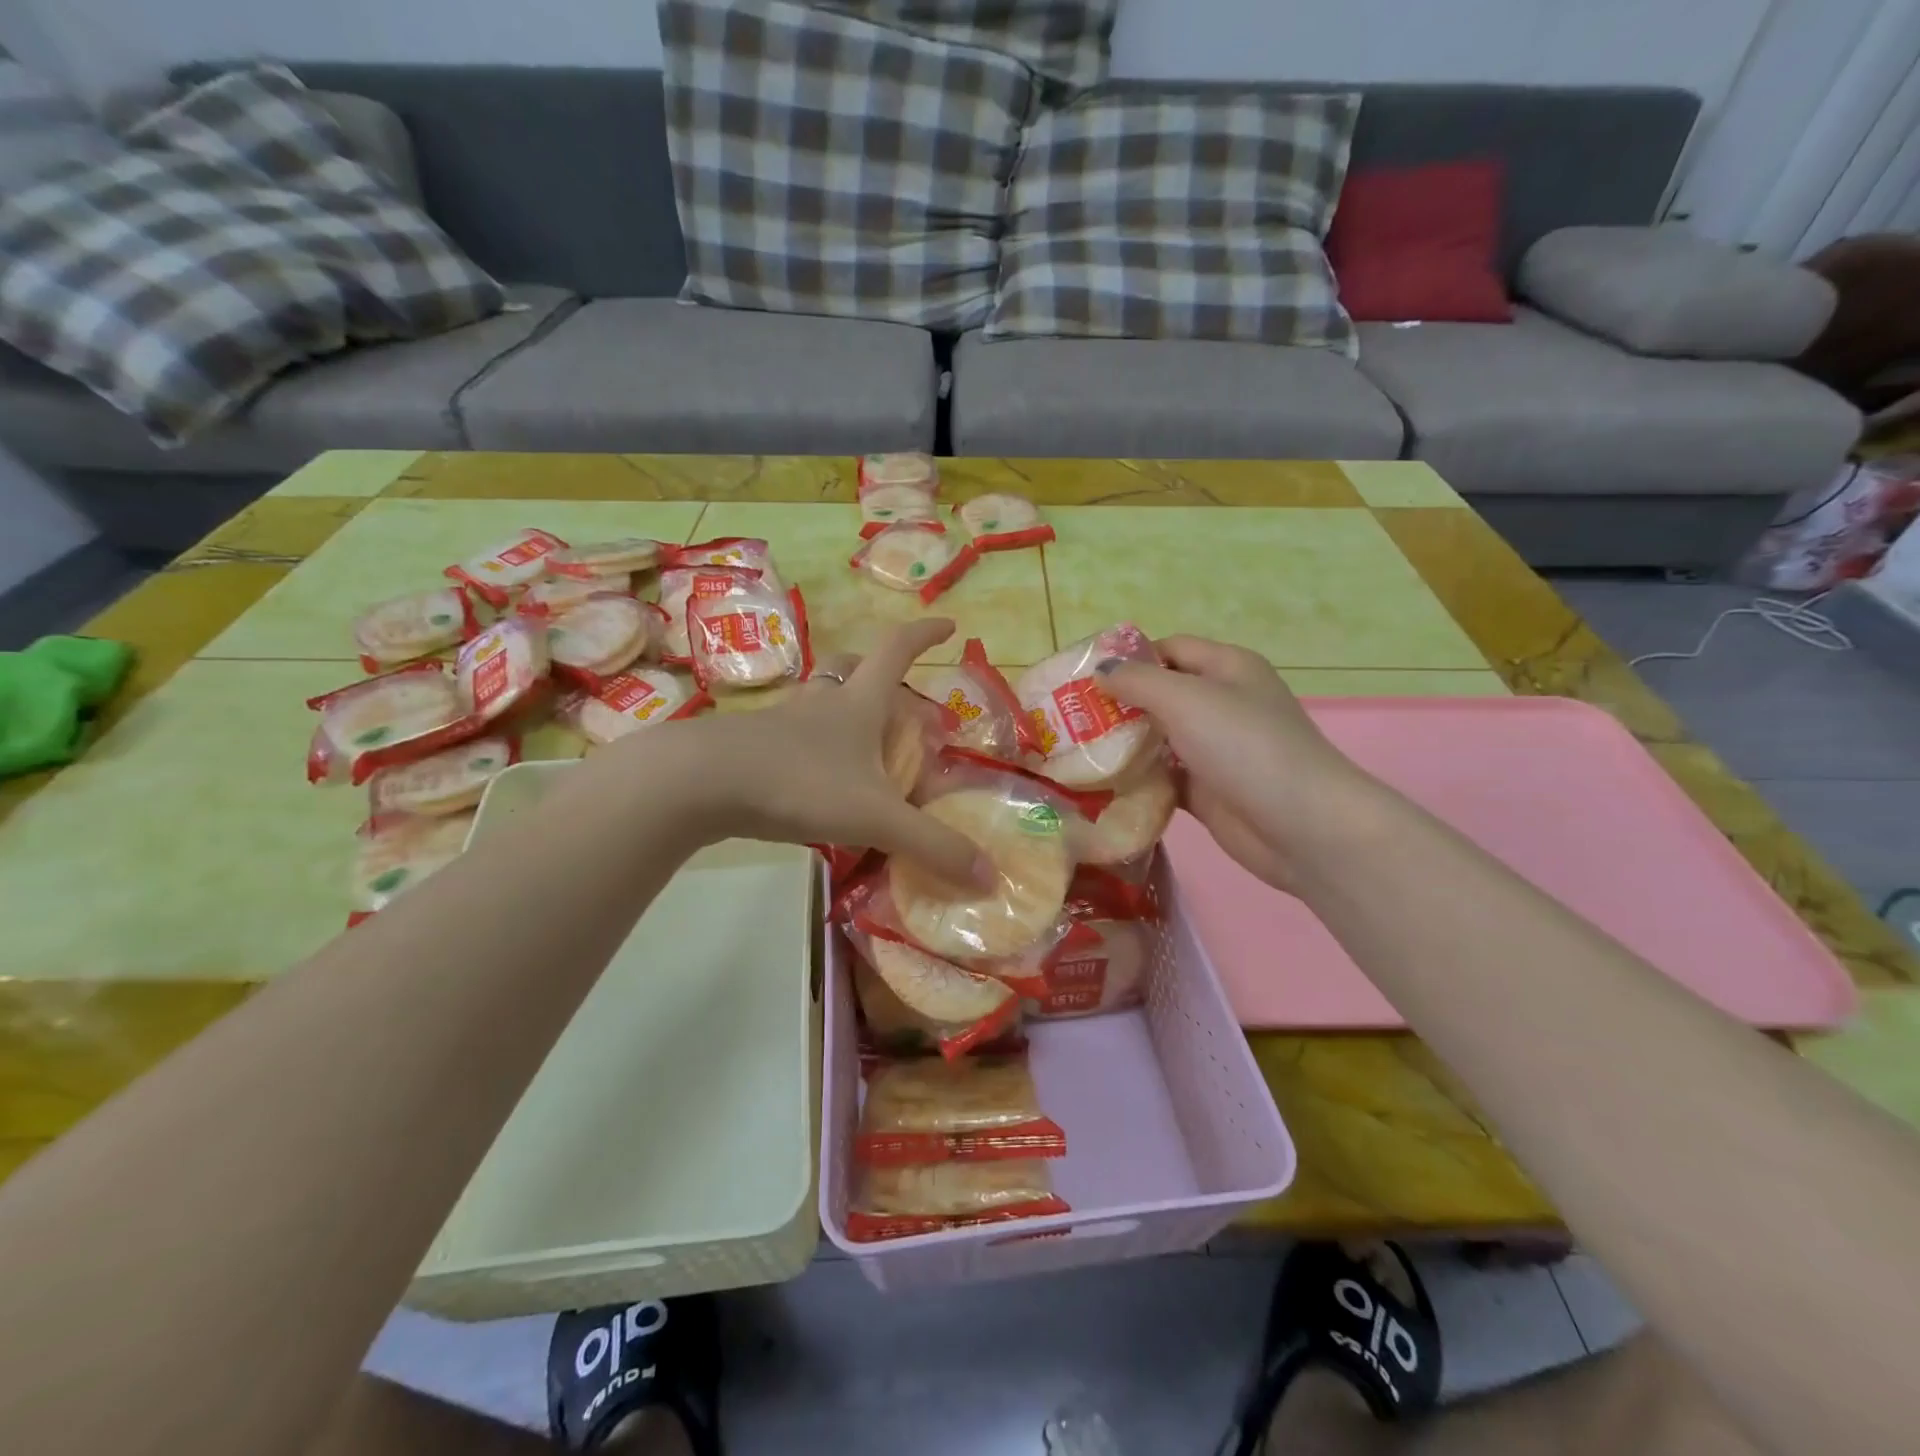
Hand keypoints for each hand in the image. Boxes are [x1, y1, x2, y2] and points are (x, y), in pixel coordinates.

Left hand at [625, 620, 991, 887]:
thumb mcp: (875, 817)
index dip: (926, 634)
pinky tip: (815, 782)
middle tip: (901, 702)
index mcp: (858, 703)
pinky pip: (792, 736)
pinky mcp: (751, 747)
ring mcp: (781, 722)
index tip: (950, 625)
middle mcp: (821, 703)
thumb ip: (932, 846)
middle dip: (880, 674)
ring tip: (861, 747)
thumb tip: (990, 876)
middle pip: (852, 668)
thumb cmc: (798, 783)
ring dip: (842, 711)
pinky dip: (812, 748)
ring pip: (818, 701)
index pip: (898, 650)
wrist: (699, 782)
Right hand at [1100, 636, 1376, 891]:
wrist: (1301, 826)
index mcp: (1226, 668)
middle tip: (1068, 718)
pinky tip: (1100, 786)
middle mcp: (1221, 704)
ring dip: (1123, 745)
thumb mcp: (1186, 699)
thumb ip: (1138, 681)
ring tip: (1074, 751)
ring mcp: (1215, 750)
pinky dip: (1137, 780)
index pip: (1169, 649)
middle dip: (1117, 704)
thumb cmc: (1245, 746)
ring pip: (1158, 739)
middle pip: (1160, 695)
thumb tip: (1100, 671)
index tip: (1083, 677)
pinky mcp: (1207, 790)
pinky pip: (1163, 778)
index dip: (1128, 658)